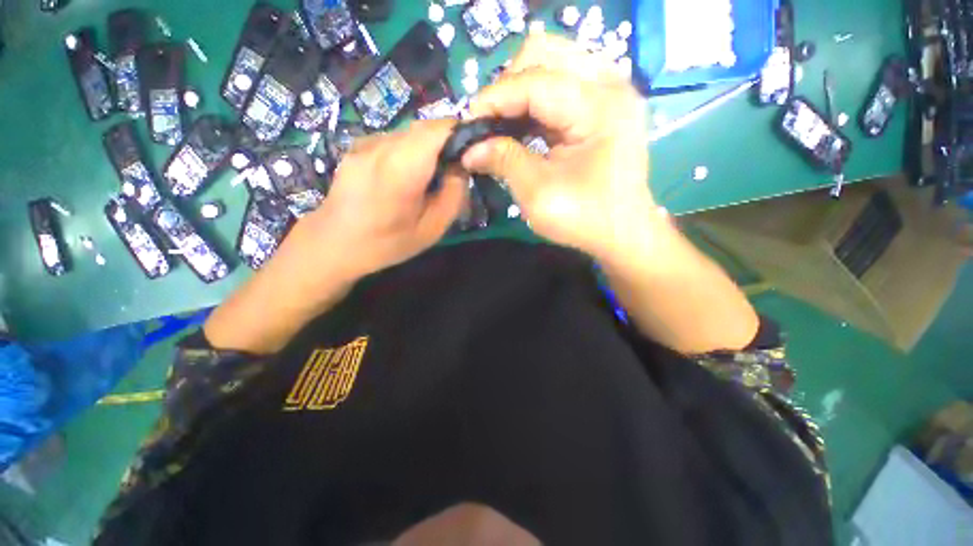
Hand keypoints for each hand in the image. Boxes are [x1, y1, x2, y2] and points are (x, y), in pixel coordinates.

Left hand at [204, 120, 466, 353]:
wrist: (332, 243)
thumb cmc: (386, 243)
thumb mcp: (432, 229)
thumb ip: (454, 195)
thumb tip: (461, 168)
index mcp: (402, 168)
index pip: (440, 129)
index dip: (462, 134)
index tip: (473, 154)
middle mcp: (382, 146)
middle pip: (426, 127)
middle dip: (447, 142)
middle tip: (453, 170)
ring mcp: (366, 143)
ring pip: (410, 132)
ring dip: (428, 147)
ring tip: (428, 177)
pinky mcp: (357, 146)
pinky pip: (394, 139)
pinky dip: (410, 150)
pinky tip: (405, 176)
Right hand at [462, 33, 656, 260]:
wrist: (621, 232)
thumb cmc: (584, 218)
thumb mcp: (537, 193)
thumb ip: (503, 161)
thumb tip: (469, 149)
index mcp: (598, 108)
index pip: (534, 81)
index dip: (494, 99)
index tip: (468, 123)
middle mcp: (609, 85)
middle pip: (544, 53)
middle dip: (507, 86)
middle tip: (489, 121)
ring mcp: (608, 91)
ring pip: (551, 63)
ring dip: (519, 91)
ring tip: (502, 123)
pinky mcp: (602, 104)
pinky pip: (560, 84)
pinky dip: (534, 101)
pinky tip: (521, 125)